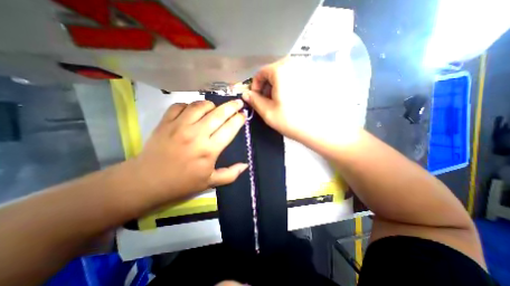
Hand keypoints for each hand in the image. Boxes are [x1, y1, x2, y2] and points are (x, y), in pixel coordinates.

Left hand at [132, 99, 247, 204]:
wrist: (147, 181)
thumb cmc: (182, 183)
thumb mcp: (210, 182)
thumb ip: (230, 174)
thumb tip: (246, 165)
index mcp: (209, 150)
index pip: (230, 128)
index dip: (239, 119)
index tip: (243, 115)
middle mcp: (197, 134)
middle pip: (219, 114)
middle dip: (232, 106)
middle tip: (238, 102)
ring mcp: (179, 126)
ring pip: (200, 106)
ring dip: (211, 105)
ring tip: (214, 109)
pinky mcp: (165, 122)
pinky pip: (180, 105)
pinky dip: (190, 105)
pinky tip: (193, 111)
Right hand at [243, 59, 361, 150]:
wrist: (319, 129)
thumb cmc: (290, 120)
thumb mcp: (267, 112)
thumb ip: (254, 100)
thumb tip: (246, 94)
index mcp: (281, 69)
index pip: (261, 72)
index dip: (255, 86)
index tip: (256, 98)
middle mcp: (295, 64)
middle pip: (273, 72)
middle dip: (266, 86)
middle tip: (267, 101)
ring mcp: (307, 69)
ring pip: (284, 74)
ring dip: (277, 86)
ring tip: (279, 102)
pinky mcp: (314, 77)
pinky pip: (295, 77)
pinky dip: (288, 86)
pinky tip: (291, 99)